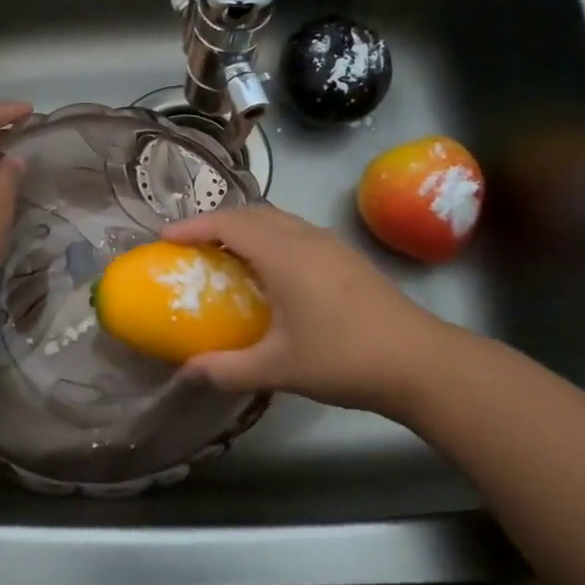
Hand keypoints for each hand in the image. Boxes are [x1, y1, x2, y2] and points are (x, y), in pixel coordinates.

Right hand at [162, 205, 446, 415]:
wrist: (421, 363)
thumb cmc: (344, 358)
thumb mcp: (279, 368)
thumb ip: (228, 368)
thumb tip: (187, 372)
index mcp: (285, 254)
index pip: (230, 224)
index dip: (194, 226)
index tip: (164, 237)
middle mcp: (306, 238)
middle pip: (253, 213)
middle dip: (217, 222)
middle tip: (190, 245)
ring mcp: (331, 245)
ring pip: (278, 220)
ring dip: (246, 228)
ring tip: (224, 254)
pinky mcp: (347, 258)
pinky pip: (295, 232)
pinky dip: (269, 238)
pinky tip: (269, 271)